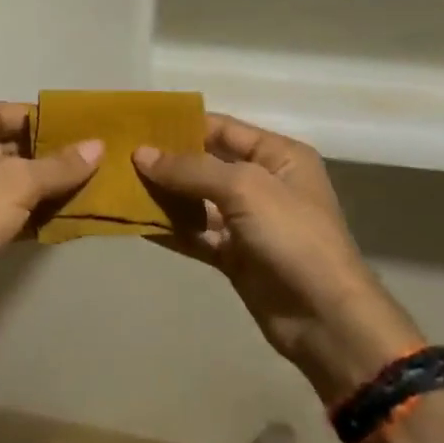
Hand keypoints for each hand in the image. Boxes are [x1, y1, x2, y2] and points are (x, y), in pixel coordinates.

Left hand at [0, 102, 101, 324]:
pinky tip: (55, 216)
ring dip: (36, 185)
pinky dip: (23, 210)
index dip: (37, 119)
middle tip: (84, 159)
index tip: (74, 129)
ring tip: (79, 186)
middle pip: (0, 146)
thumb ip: (58, 165)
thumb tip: (98, 146)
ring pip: (0, 180)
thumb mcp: (18, 182)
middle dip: (41, 155)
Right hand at [135, 114, 424, 405]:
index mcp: (278, 156)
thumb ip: (191, 169)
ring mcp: (247, 221)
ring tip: (117, 184)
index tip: (136, 123)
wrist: (325, 319)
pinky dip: (168, 227)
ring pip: (195, 200)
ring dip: (162, 194)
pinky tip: (134, 220)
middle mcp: (262, 183)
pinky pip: (194, 233)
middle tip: (118, 154)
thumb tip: (141, 154)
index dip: (181, 124)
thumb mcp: (245, 188)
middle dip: (166, 160)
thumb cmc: (293, 237)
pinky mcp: (233, 255)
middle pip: (205, 163)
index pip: (222, 128)